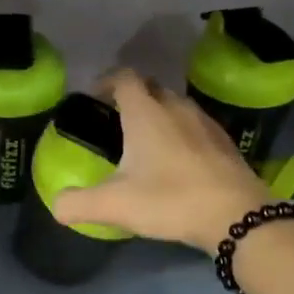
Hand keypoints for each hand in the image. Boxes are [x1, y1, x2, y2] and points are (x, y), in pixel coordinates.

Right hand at [52, 69, 270, 253]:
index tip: (94, 97)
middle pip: (151, 88)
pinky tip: (177, 161)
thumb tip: (57, 206)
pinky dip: (180, 134)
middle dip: (132, 97)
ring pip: (176, 106)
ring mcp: (205, 123)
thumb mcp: (114, 206)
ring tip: (145, 142)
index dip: (106, 81)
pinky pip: (195, 126)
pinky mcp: (224, 142)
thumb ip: (77, 204)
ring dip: (159, 115)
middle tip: (116, 120)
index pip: (123, 78)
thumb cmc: (170, 200)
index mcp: (146, 113)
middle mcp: (176, 108)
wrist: (236, 215)